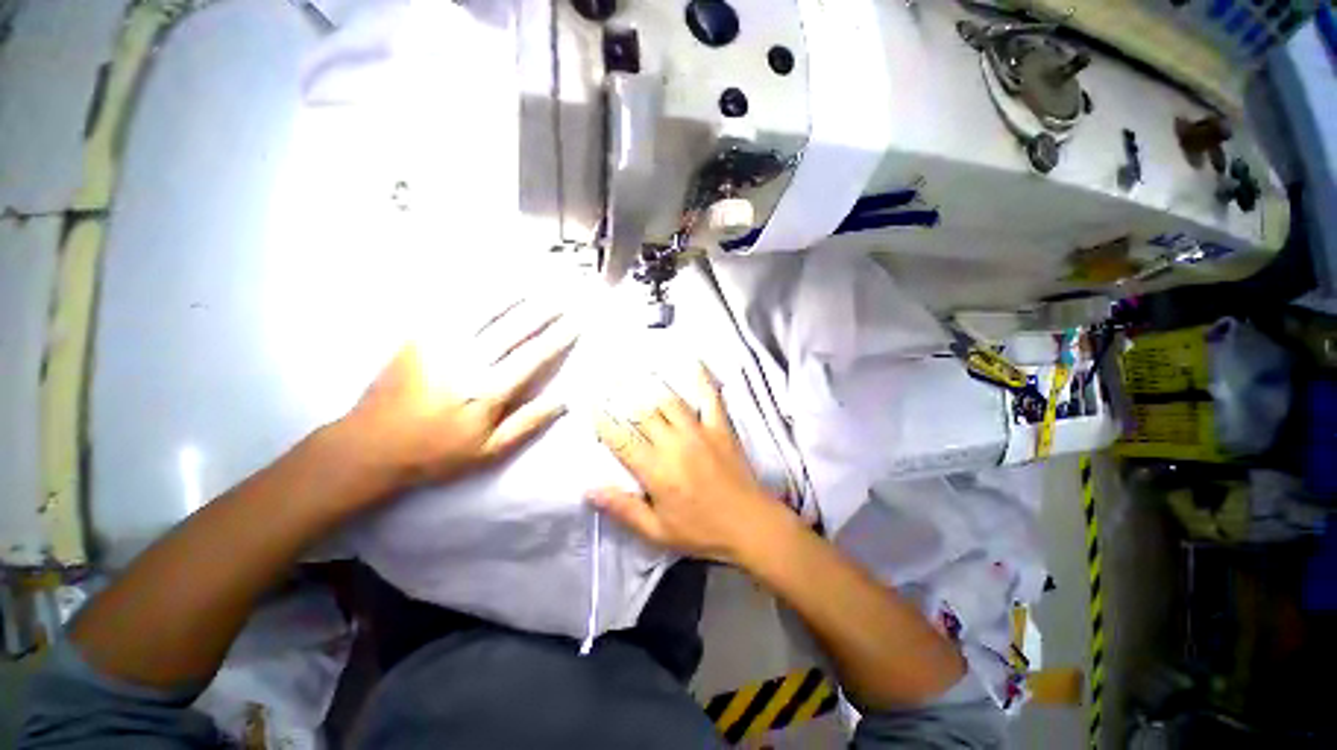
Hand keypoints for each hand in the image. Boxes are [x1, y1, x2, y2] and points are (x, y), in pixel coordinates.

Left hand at [340, 298, 576, 495]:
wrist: (370, 446)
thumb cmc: (437, 452)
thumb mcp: (489, 450)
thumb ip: (528, 423)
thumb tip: (563, 401)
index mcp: (487, 390)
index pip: (533, 356)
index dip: (557, 337)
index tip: (575, 322)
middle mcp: (467, 360)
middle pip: (513, 327)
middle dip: (542, 309)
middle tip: (563, 295)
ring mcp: (439, 344)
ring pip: (484, 309)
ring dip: (514, 294)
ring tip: (535, 281)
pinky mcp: (418, 337)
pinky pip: (452, 307)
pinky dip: (476, 292)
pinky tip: (490, 282)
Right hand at [588, 365, 784, 562]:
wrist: (750, 524)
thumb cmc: (701, 531)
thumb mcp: (657, 531)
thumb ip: (623, 508)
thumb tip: (589, 490)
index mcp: (656, 470)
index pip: (621, 440)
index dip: (602, 422)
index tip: (589, 405)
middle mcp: (674, 444)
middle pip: (642, 414)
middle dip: (621, 395)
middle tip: (607, 379)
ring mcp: (699, 431)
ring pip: (669, 401)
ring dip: (650, 386)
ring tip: (636, 371)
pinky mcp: (720, 427)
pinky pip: (710, 398)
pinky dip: (702, 379)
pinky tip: (694, 361)